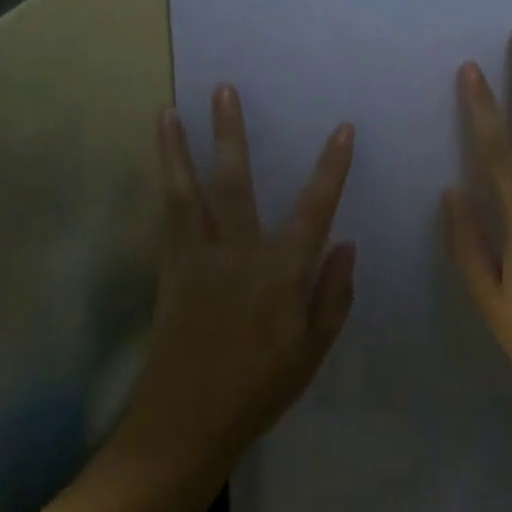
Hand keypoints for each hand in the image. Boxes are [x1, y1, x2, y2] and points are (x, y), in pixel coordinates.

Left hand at [114, 85, 356, 480]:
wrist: (186, 421)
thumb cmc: (258, 389)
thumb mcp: (312, 351)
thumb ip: (333, 296)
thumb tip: (347, 244)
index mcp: (280, 273)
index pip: (314, 209)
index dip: (331, 168)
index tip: (342, 129)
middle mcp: (237, 253)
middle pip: (235, 181)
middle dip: (231, 132)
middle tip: (223, 89)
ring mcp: (197, 258)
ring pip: (187, 191)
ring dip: (177, 149)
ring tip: (167, 112)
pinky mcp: (170, 269)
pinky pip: (168, 217)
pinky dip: (166, 186)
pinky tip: (164, 166)